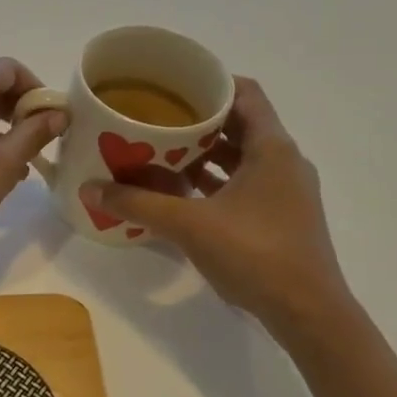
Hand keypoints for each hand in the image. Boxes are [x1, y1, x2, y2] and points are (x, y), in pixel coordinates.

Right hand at [81, 77, 356, 344]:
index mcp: (271, 148)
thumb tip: (88, 189)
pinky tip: (181, 193)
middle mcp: (283, 162)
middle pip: (239, 124)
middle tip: (155, 119)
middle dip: (197, 121)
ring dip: (204, 154)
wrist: (308, 313)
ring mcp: (284, 192)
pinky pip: (243, 185)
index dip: (210, 83)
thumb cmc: (255, 254)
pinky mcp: (280, 217)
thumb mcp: (189, 225)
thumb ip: (137, 204)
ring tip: (160, 153)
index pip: (244, 93)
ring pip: (240, 157)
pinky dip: (214, 182)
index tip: (172, 86)